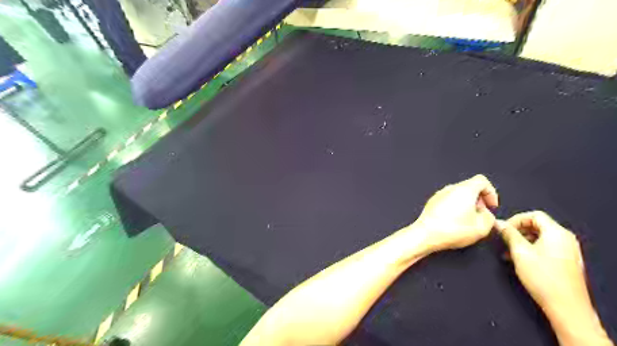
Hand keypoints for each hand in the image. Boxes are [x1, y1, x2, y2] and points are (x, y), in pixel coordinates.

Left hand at [412, 176, 497, 251]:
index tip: (491, 207)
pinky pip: (448, 200)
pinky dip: (455, 207)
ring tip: (468, 220)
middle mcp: (450, 188)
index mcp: (465, 189)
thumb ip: (489, 218)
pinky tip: (455, 221)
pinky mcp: (432, 202)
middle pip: (470, 187)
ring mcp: (439, 194)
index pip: (482, 181)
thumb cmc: (452, 230)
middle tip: (481, 214)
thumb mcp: (481, 228)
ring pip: (458, 194)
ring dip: (467, 204)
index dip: (491, 193)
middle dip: (479, 200)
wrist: (425, 234)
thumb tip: (485, 214)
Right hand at [495, 212, 584, 311]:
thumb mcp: (520, 252)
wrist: (566, 307)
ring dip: (522, 241)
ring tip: (508, 252)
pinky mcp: (566, 261)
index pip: (534, 215)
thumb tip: (498, 223)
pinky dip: (530, 249)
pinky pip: (545, 247)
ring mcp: (567, 250)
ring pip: (540, 237)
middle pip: (537, 225)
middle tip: (503, 240)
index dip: (516, 219)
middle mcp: (565, 239)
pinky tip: (518, 260)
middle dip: (518, 231)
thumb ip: (508, 234)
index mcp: (557, 233)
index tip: (503, 229)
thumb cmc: (542, 277)